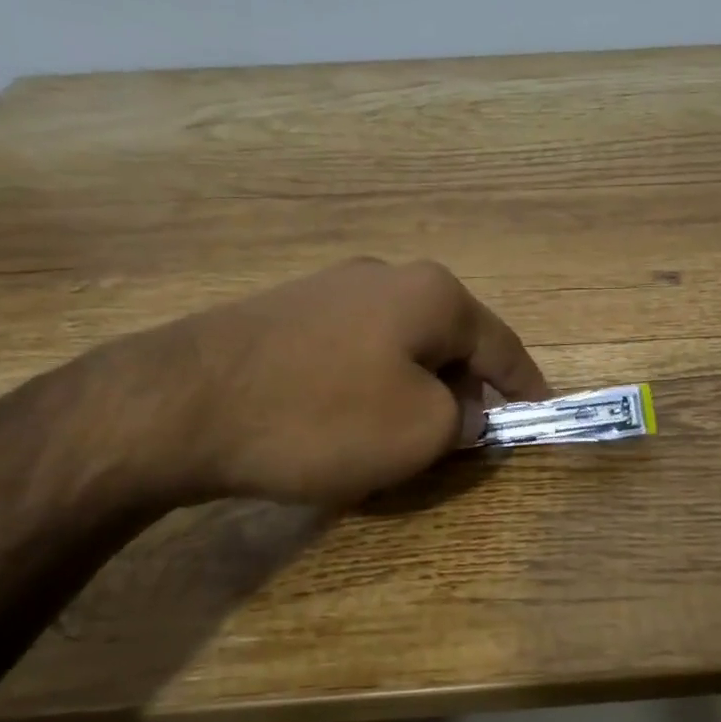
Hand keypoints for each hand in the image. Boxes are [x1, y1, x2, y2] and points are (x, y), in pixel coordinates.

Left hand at [100, 259, 549, 506]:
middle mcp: (386, 277)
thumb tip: (463, 413)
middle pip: (449, 343)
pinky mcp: (286, 314)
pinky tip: (345, 426)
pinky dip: (369, 390)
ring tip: (402, 443)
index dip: (526, 387)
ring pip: (400, 350)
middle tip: (463, 445)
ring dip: (414, 394)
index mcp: (432, 295)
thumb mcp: (420, 432)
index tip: (540, 417)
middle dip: (464, 394)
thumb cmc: (322, 417)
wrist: (180, 404)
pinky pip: (353, 355)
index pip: (502, 346)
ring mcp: (330, 290)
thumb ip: (463, 421)